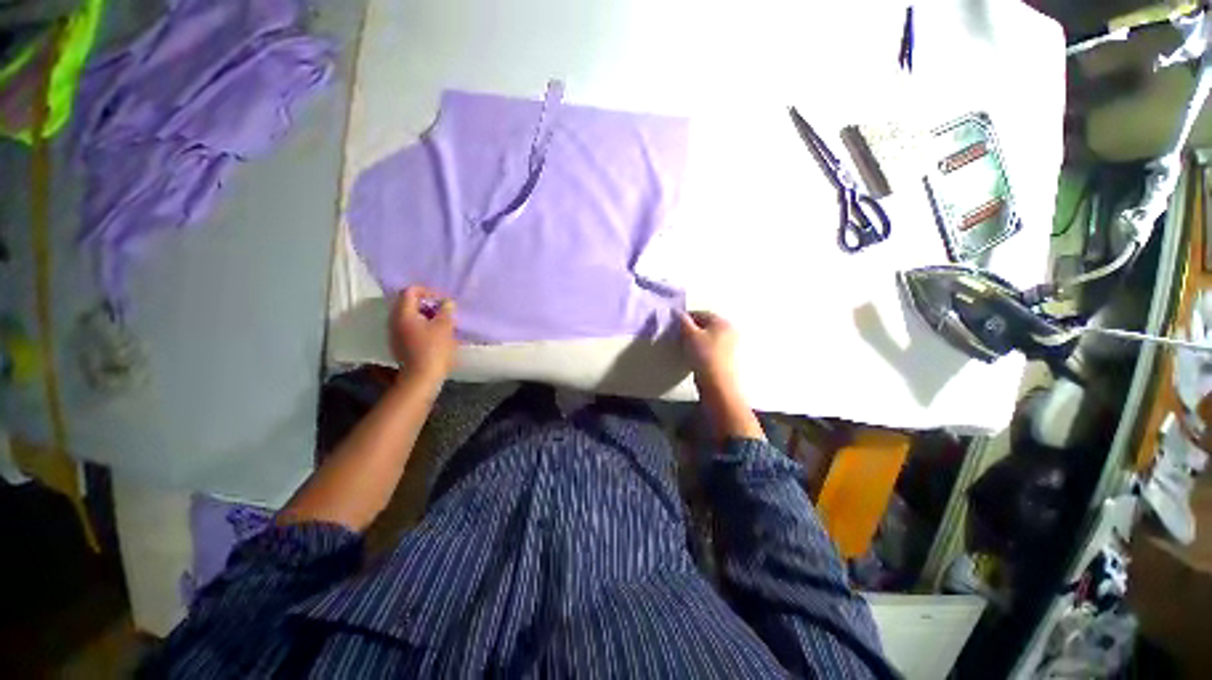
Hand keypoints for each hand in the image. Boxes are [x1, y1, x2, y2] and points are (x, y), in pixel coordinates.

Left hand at [390, 286, 455, 383]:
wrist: (422, 377)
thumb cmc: (434, 349)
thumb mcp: (445, 327)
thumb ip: (446, 311)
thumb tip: (447, 303)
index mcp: (403, 314)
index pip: (410, 291)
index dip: (428, 291)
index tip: (443, 300)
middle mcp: (394, 321)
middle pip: (408, 303)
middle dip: (427, 304)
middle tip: (444, 311)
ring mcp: (395, 334)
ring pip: (409, 316)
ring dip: (425, 316)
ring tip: (442, 323)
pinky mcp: (399, 345)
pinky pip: (409, 328)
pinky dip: (422, 326)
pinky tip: (435, 335)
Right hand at [678, 310, 763, 441]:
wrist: (718, 384)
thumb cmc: (704, 355)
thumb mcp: (689, 335)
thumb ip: (683, 321)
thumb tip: (677, 312)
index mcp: (722, 321)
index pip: (700, 313)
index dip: (685, 318)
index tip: (674, 326)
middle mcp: (729, 330)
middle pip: (705, 325)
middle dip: (691, 329)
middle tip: (678, 337)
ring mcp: (730, 345)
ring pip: (708, 337)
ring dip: (696, 340)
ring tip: (685, 348)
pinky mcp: (727, 358)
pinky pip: (711, 348)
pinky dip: (702, 350)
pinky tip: (695, 357)